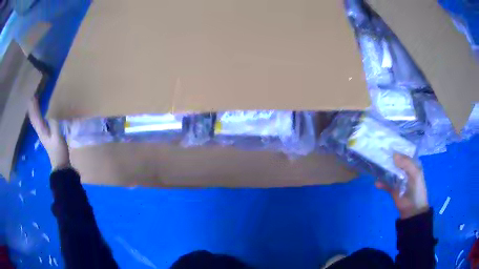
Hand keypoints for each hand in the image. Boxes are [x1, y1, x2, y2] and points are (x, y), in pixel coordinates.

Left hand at [28, 97, 69, 170]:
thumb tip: (51, 115)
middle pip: (34, 119)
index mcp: (42, 131)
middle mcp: (40, 131)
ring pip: (35, 121)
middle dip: (32, 108)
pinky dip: (36, 118)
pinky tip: (38, 117)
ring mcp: (42, 135)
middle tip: (31, 98)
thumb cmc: (59, 151)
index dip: (34, 107)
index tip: (32, 97)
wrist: (60, 165)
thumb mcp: (58, 137)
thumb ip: (54, 125)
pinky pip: (38, 124)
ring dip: (33, 112)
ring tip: (32, 105)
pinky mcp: (45, 136)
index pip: (36, 116)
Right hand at [376, 153, 428, 218]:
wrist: (413, 210)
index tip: (387, 142)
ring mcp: (398, 179)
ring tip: (375, 165)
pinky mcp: (392, 189)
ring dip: (383, 169)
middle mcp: (405, 170)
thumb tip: (393, 154)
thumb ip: (407, 164)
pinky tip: (376, 183)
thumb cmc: (417, 189)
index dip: (397, 148)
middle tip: (378, 152)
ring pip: (390, 171)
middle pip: (396, 161)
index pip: (404, 153)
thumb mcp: (415, 174)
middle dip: (388, 157)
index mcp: (412, 164)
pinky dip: (381, 183)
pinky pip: (385, 183)